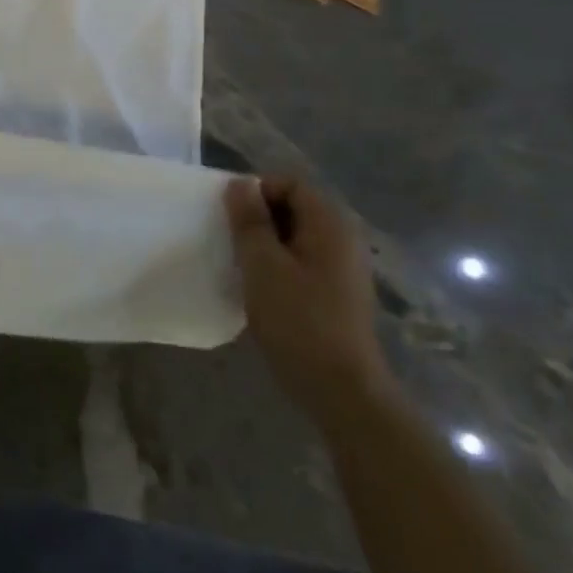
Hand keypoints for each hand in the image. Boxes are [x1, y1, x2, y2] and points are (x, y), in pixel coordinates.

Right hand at [225, 176, 391, 418]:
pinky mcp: (336, 292)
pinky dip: (278, 263)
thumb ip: (250, 220)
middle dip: (258, 217)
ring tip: (239, 263)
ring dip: (265, 242)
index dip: (256, 191)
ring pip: (295, 236)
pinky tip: (260, 287)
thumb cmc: (298, 320)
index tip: (228, 217)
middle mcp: (343, 239)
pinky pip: (302, 260)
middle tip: (229, 239)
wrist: (340, 389)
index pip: (290, 183)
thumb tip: (241, 184)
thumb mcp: (262, 265)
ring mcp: (343, 267)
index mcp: (330, 225)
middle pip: (294, 207)